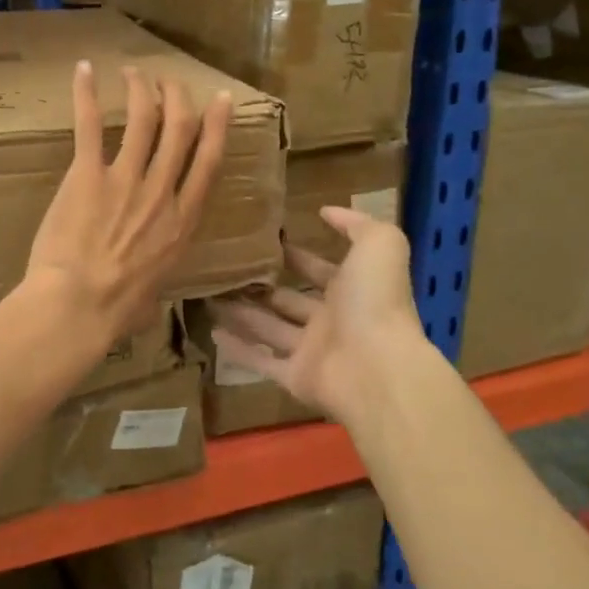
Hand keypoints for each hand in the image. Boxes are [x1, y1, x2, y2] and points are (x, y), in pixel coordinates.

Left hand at [26, 62, 231, 349]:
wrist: (79, 305)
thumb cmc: (116, 310)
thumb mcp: (155, 292)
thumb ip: (158, 274)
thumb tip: (150, 293)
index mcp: (183, 222)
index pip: (208, 161)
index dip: (217, 126)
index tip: (220, 100)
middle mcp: (161, 192)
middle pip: (179, 130)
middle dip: (178, 98)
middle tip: (169, 81)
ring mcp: (126, 179)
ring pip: (143, 119)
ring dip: (141, 89)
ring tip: (134, 72)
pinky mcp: (87, 175)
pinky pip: (90, 125)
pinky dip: (87, 95)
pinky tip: (84, 71)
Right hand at [212, 207, 434, 424]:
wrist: (379, 369)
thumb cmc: (376, 301)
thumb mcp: (379, 245)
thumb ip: (357, 224)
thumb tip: (326, 211)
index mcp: (351, 291)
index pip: (318, 270)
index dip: (296, 256)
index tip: (264, 242)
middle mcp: (331, 321)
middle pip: (288, 301)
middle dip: (262, 286)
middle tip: (227, 269)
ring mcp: (312, 352)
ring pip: (269, 328)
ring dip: (241, 313)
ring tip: (209, 296)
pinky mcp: (294, 378)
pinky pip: (261, 362)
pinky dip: (238, 350)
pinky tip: (212, 333)